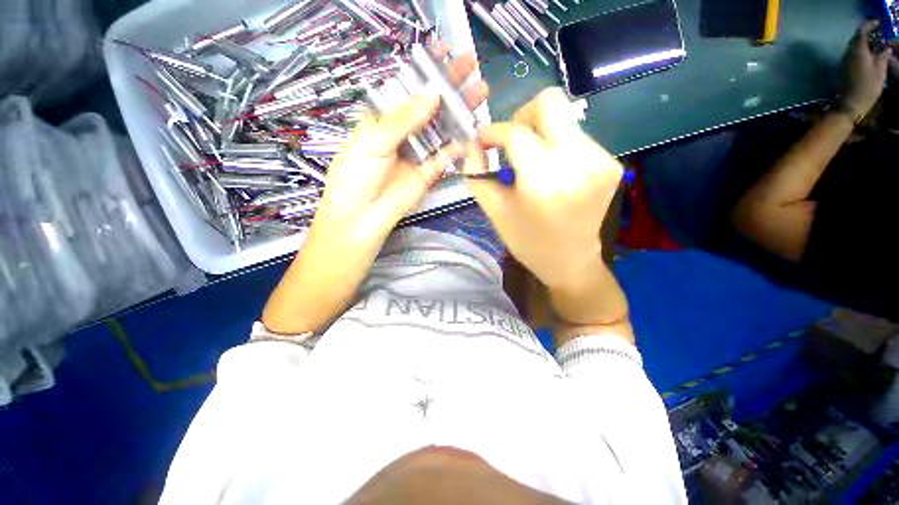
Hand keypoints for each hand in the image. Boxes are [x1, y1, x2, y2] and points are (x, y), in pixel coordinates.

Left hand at [310, 49, 488, 250]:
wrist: (362, 217)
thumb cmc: (357, 176)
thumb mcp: (373, 140)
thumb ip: (403, 120)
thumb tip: (432, 95)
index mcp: (382, 121)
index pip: (406, 91)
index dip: (424, 73)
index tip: (443, 54)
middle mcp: (402, 135)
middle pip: (429, 108)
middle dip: (449, 88)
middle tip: (470, 67)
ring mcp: (417, 155)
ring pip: (441, 130)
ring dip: (459, 112)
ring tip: (479, 92)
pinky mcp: (428, 174)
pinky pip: (445, 157)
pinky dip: (458, 146)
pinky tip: (473, 131)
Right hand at [466, 88, 622, 287]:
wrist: (571, 263)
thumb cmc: (528, 242)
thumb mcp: (495, 212)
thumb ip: (478, 174)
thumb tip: (472, 145)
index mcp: (543, 179)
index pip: (515, 132)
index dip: (494, 131)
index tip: (482, 138)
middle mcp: (578, 160)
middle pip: (550, 103)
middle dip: (523, 116)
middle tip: (512, 141)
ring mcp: (601, 159)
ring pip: (564, 120)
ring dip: (541, 134)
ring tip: (531, 163)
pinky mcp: (611, 164)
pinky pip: (577, 138)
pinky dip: (558, 147)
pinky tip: (552, 172)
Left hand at [842, 20, 890, 116]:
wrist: (851, 103)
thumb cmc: (868, 86)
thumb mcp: (880, 69)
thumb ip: (883, 55)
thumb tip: (887, 47)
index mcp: (857, 49)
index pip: (861, 31)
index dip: (870, 25)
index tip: (879, 23)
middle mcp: (848, 52)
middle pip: (857, 38)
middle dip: (868, 34)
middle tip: (880, 35)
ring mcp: (844, 60)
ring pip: (854, 46)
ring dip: (865, 44)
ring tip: (876, 46)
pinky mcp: (844, 68)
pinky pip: (853, 55)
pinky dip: (861, 52)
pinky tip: (869, 56)